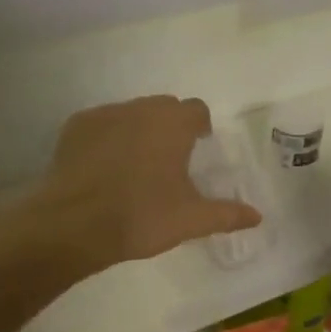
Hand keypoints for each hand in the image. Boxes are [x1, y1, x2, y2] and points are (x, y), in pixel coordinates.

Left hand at [18, 96, 261, 277]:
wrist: (72, 224)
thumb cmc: (141, 216)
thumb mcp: (191, 220)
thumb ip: (227, 214)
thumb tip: (257, 216)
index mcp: (173, 124)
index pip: (196, 110)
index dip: (200, 126)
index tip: (198, 146)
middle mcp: (140, 109)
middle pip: (163, 107)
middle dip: (170, 126)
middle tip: (169, 159)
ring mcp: (104, 114)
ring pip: (130, 114)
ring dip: (138, 130)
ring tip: (135, 165)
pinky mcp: (75, 127)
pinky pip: (101, 124)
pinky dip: (108, 138)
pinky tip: (104, 167)